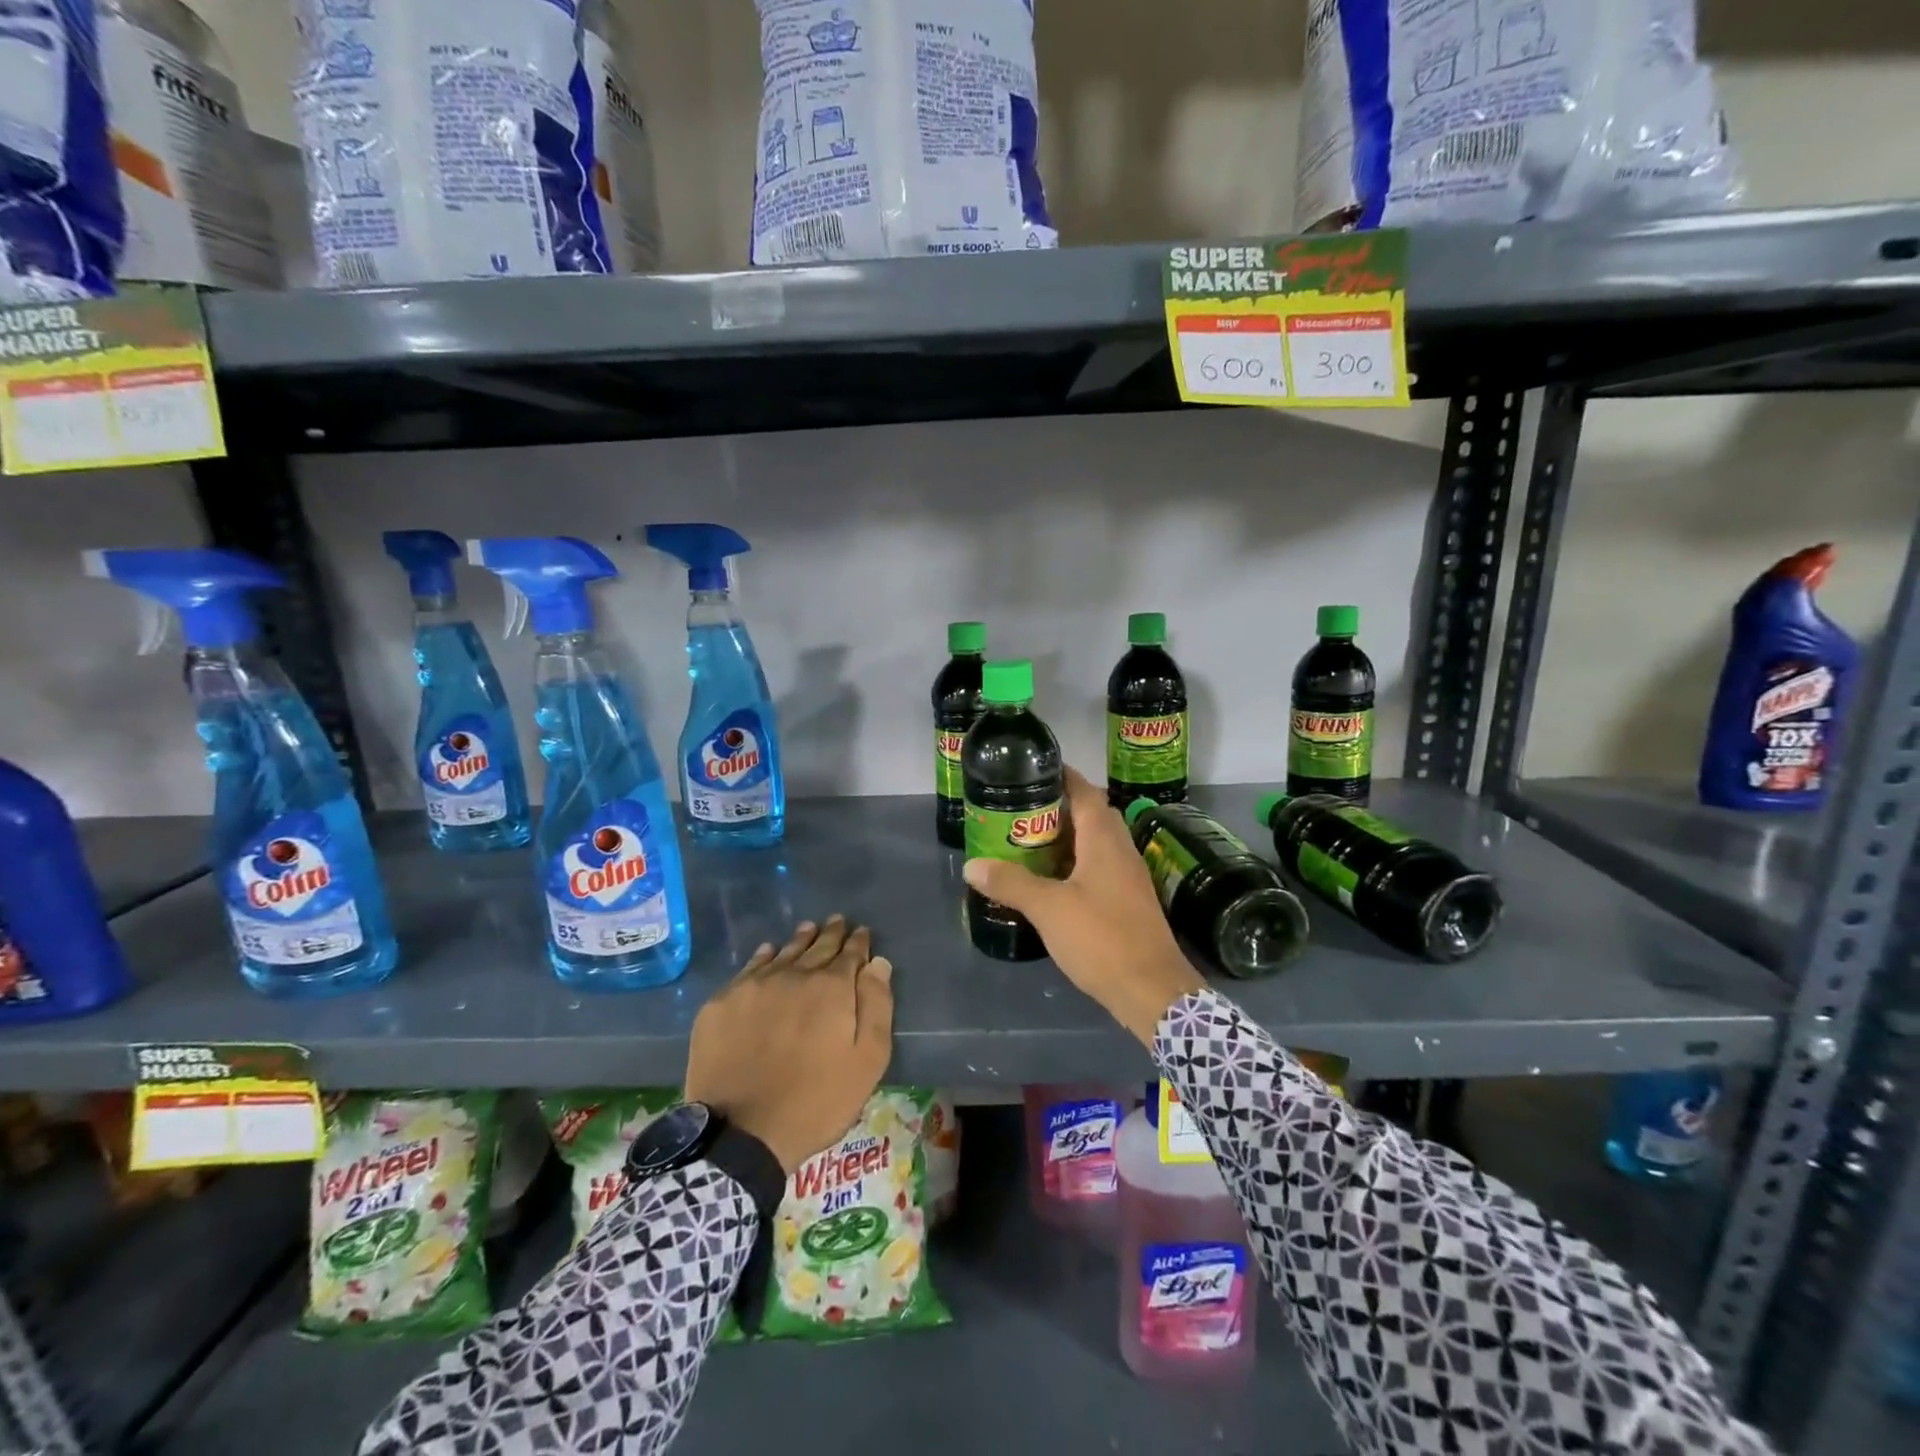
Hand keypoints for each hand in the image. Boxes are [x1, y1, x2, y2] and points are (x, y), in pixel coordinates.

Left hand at [683, 916, 893, 1172]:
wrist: (741, 1132)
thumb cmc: (816, 1101)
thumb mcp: (867, 1061)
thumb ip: (876, 1006)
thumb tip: (877, 963)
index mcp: (832, 987)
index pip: (850, 954)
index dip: (858, 943)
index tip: (862, 933)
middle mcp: (793, 974)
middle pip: (816, 947)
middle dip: (830, 934)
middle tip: (837, 922)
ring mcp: (754, 986)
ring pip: (783, 953)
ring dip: (799, 940)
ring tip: (808, 929)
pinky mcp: (722, 1003)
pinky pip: (749, 968)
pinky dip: (764, 957)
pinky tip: (768, 952)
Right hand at [964, 765, 1204, 1044]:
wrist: (1151, 990)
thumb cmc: (1101, 938)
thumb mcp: (1048, 908)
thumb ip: (1011, 884)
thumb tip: (972, 865)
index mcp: (1105, 840)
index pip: (1086, 792)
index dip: (1063, 776)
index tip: (1034, 771)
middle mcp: (1121, 850)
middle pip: (1093, 814)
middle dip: (1060, 807)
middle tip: (1023, 810)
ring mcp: (1129, 877)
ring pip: (1097, 843)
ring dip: (1069, 837)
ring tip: (1031, 842)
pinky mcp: (1129, 902)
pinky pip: (1101, 868)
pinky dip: (1077, 864)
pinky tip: (1054, 882)